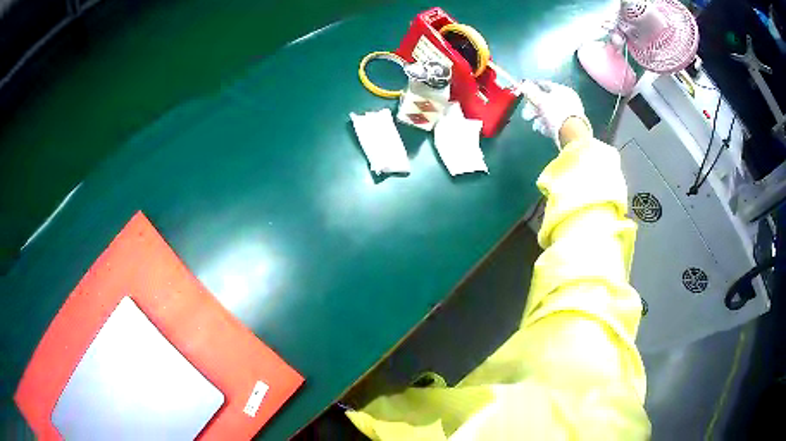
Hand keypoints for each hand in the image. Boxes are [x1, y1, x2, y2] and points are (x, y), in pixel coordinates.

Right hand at [521, 81, 591, 147]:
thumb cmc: (556, 114)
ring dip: (540, 118)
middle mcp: (567, 99)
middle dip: (534, 108)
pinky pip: (555, 121)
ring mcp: (570, 112)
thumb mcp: (540, 100)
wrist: (573, 135)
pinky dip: (548, 125)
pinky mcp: (570, 125)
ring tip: (536, 125)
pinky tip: (544, 129)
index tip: (522, 93)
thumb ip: (530, 91)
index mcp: (562, 89)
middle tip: (526, 115)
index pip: (543, 84)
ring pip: (549, 112)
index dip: (531, 88)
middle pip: (545, 100)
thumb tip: (523, 84)